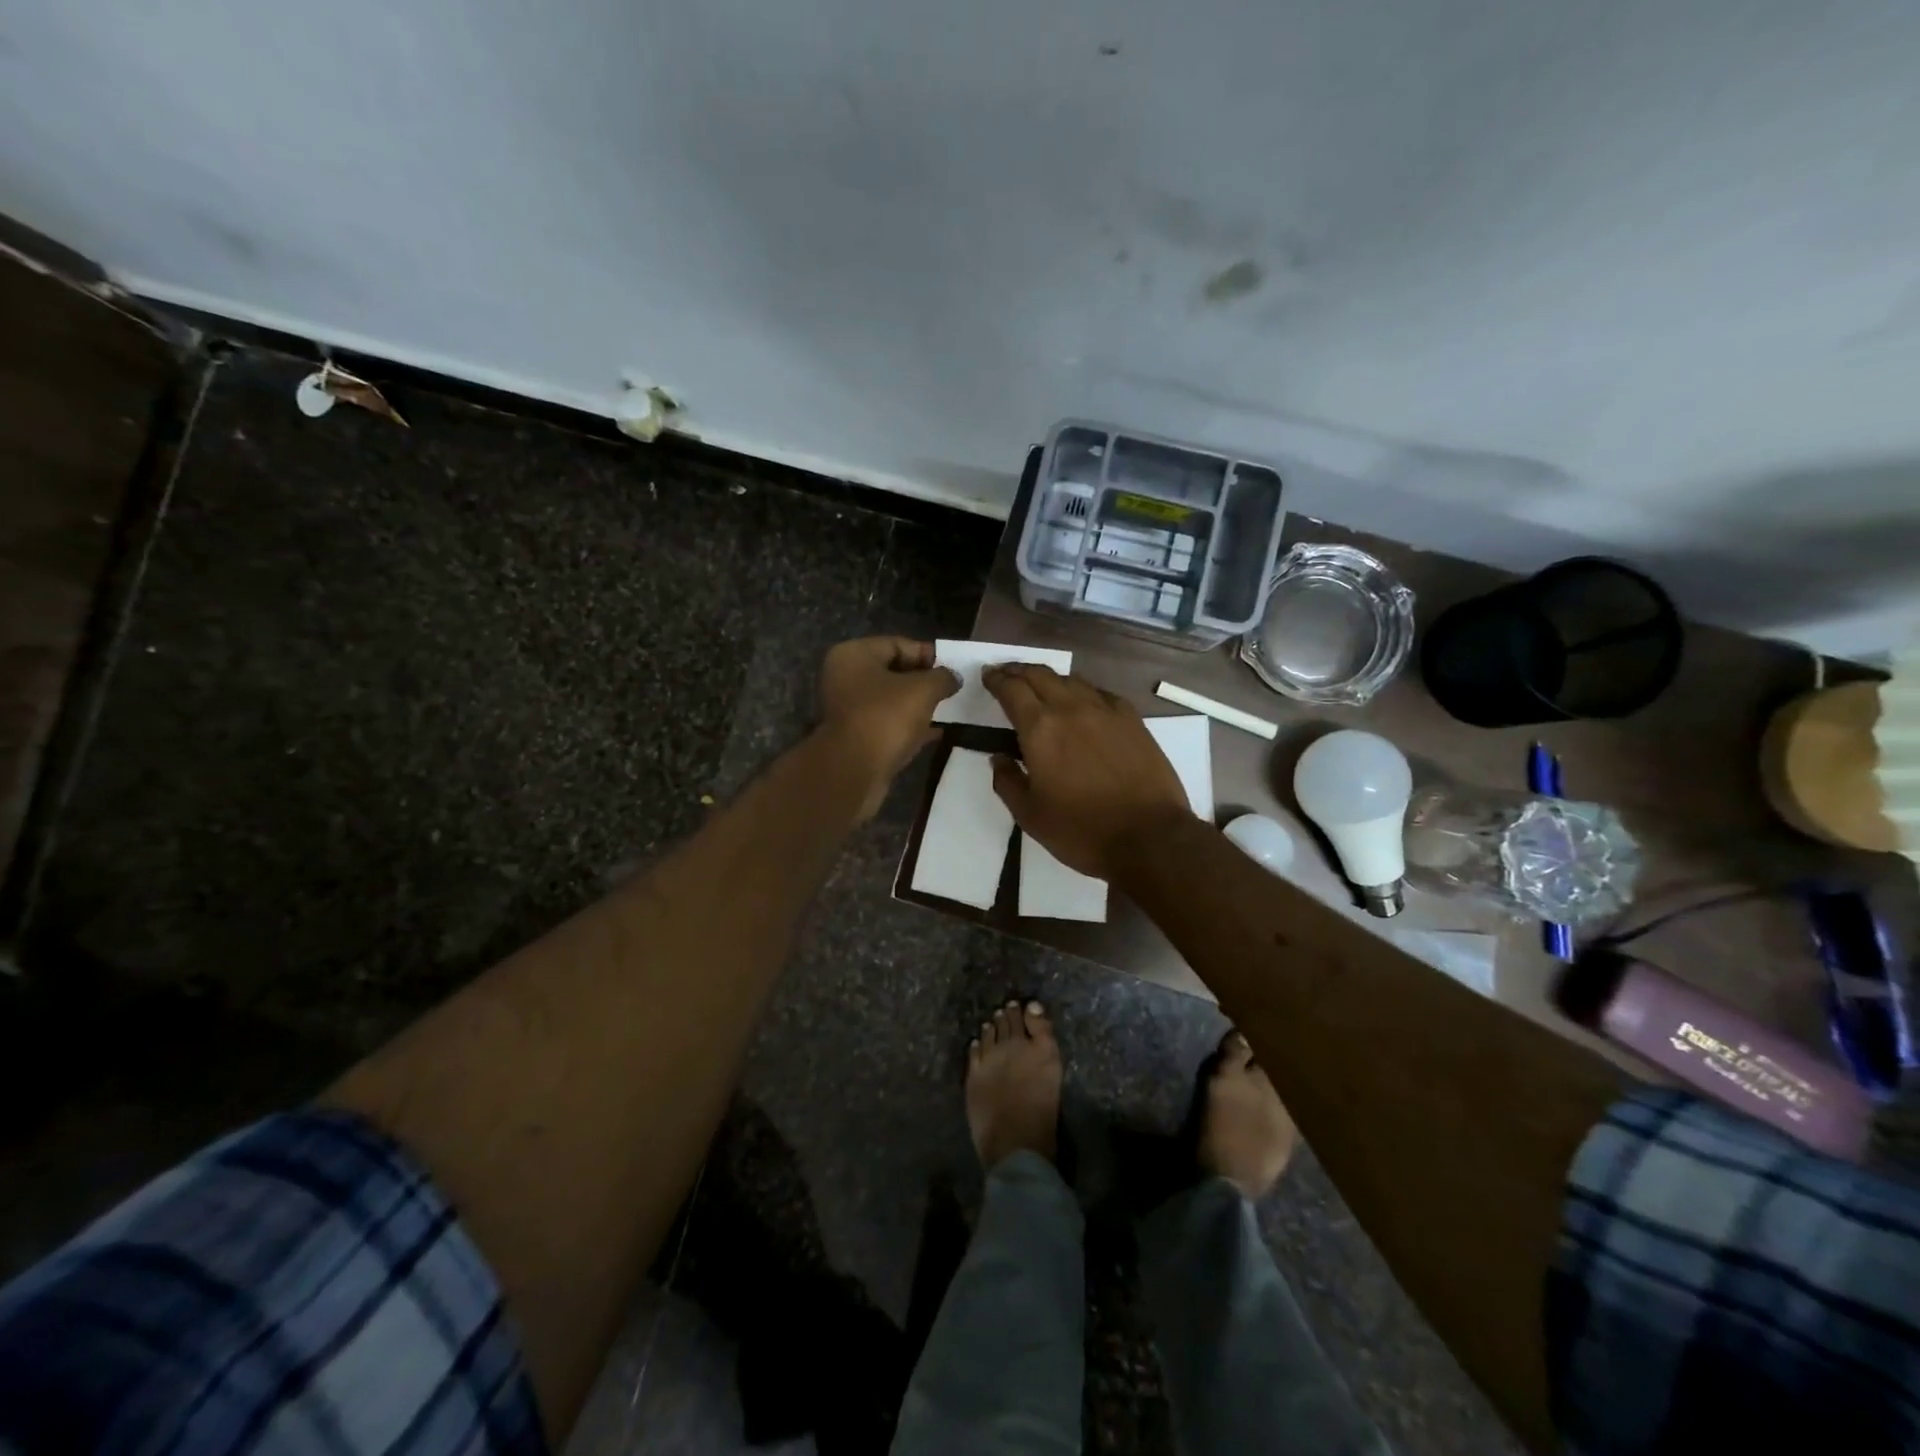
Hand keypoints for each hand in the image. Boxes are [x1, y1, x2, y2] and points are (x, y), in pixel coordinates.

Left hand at [817, 637, 958, 817]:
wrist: (854, 770)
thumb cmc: (886, 717)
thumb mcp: (923, 690)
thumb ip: (942, 677)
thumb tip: (953, 677)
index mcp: (854, 654)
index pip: (898, 644)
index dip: (928, 654)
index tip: (953, 668)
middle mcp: (845, 677)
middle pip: (893, 672)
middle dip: (924, 680)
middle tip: (952, 689)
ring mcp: (848, 709)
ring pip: (891, 700)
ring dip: (918, 705)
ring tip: (948, 710)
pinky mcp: (856, 737)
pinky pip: (888, 724)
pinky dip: (910, 726)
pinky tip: (936, 732)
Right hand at [983, 665, 1193, 877]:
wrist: (1149, 837)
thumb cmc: (1082, 831)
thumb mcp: (1030, 816)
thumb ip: (1008, 782)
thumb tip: (998, 758)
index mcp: (1040, 730)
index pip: (1012, 690)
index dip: (996, 679)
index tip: (988, 676)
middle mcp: (1071, 709)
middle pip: (1040, 675)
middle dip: (1019, 671)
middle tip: (1007, 673)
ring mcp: (1105, 711)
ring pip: (1071, 680)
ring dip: (1050, 678)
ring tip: (1041, 685)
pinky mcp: (1133, 720)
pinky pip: (1101, 693)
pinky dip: (1082, 690)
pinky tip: (1082, 701)